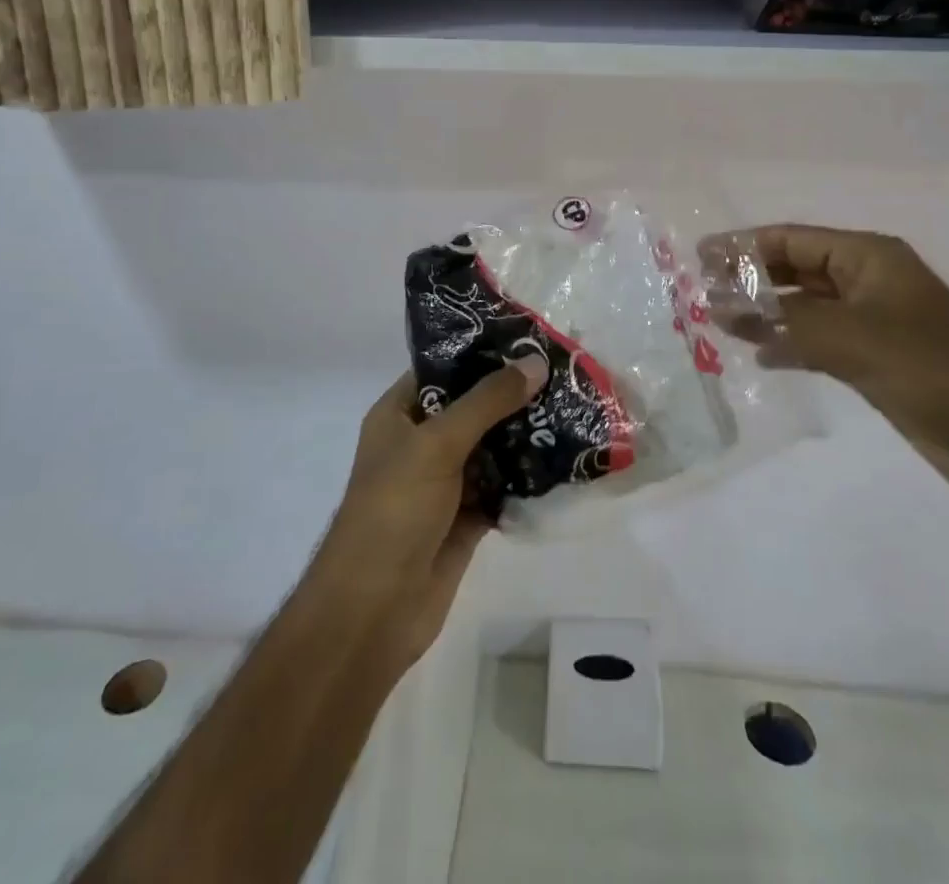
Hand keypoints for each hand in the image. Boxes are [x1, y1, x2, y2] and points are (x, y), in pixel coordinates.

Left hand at [320, 356, 545, 665]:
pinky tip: (566, 460)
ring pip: (492, 447)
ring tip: (574, 408)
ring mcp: (444, 482)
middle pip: (473, 407)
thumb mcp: (437, 443)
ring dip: (526, 434)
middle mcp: (421, 442)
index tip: (530, 337)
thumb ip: (487, 401)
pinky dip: (527, 478)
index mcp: (399, 414)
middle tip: (563, 372)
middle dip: (514, 393)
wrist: (374, 611)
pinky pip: (502, 487)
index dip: (482, 351)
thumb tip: (534, 363)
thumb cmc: (394, 509)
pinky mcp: (466, 518)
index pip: (443, 368)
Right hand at [708, 226, 948, 495]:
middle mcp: (867, 279)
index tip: (700, 256)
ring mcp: (871, 319)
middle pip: (795, 269)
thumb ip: (783, 321)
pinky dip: (789, 343)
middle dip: (751, 279)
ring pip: (804, 306)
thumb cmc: (929, 369)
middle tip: (703, 293)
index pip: (792, 240)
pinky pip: (819, 338)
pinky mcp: (873, 355)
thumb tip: (722, 309)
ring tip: (720, 323)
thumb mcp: (851, 338)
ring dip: (765, 313)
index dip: (744, 246)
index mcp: (868, 258)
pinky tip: (762, 356)